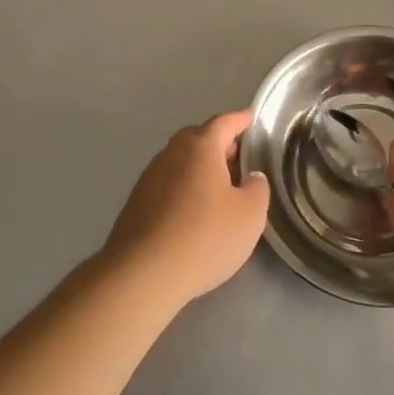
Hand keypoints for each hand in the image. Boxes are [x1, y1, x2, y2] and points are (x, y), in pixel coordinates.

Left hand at [101, 111, 269, 311]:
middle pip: (198, 138)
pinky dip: (183, 188)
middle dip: (218, 143)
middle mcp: (171, 154)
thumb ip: (257, 188)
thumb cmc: (204, 237)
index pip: (224, 122)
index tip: (252, 120)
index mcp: (200, 147)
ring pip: (180, 161)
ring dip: (199, 168)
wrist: (141, 275)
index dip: (241, 120)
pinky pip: (167, 184)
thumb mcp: (249, 215)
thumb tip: (250, 178)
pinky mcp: (136, 203)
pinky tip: (192, 212)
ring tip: (218, 188)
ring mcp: (149, 178)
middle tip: (238, 158)